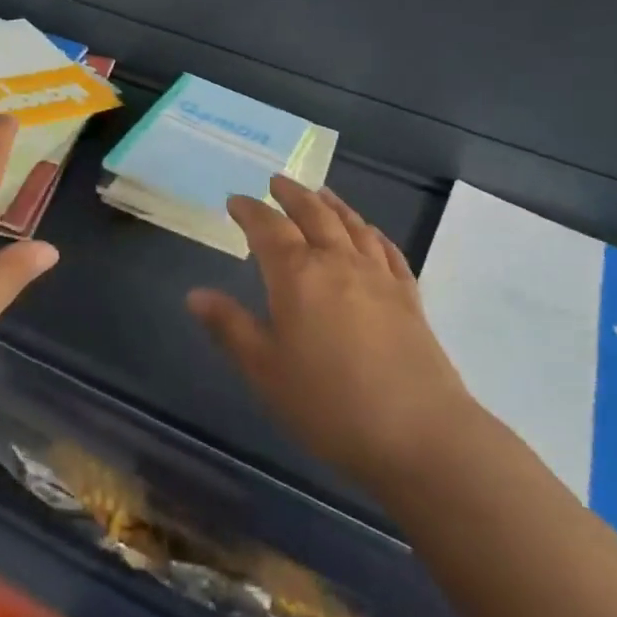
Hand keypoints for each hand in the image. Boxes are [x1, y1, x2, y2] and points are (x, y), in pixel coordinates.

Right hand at [188, 179, 476, 491]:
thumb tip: (195, 294)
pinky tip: (369, 233)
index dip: (250, 211)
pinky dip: (371, 232)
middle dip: (291, 195)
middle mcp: (338, 262)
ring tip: (319, 193)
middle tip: (276, 182)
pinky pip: (387, 249)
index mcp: (298, 275)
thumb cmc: (329, 404)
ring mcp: (379, 276)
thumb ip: (230, 327)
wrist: (420, 435)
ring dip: (331, 204)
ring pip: (352, 225)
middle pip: (313, 214)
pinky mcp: (409, 296)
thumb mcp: (265, 370)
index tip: (235, 201)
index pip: (268, 228)